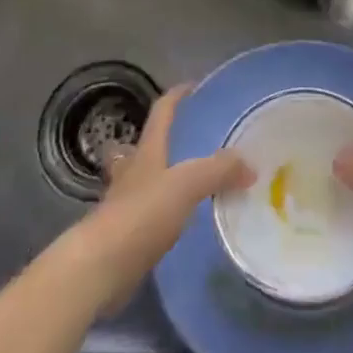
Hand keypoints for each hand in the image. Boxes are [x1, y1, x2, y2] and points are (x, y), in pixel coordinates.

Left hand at [71, 85, 252, 312]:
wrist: (102, 266)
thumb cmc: (142, 213)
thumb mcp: (188, 184)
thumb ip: (219, 170)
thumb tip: (250, 166)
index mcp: (147, 151)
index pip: (162, 111)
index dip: (177, 95)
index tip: (195, 86)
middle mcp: (132, 170)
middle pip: (146, 145)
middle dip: (164, 139)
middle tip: (192, 141)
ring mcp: (124, 202)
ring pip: (144, 179)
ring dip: (162, 176)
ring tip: (191, 181)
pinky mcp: (124, 234)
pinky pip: (147, 212)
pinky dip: (163, 211)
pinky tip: (181, 221)